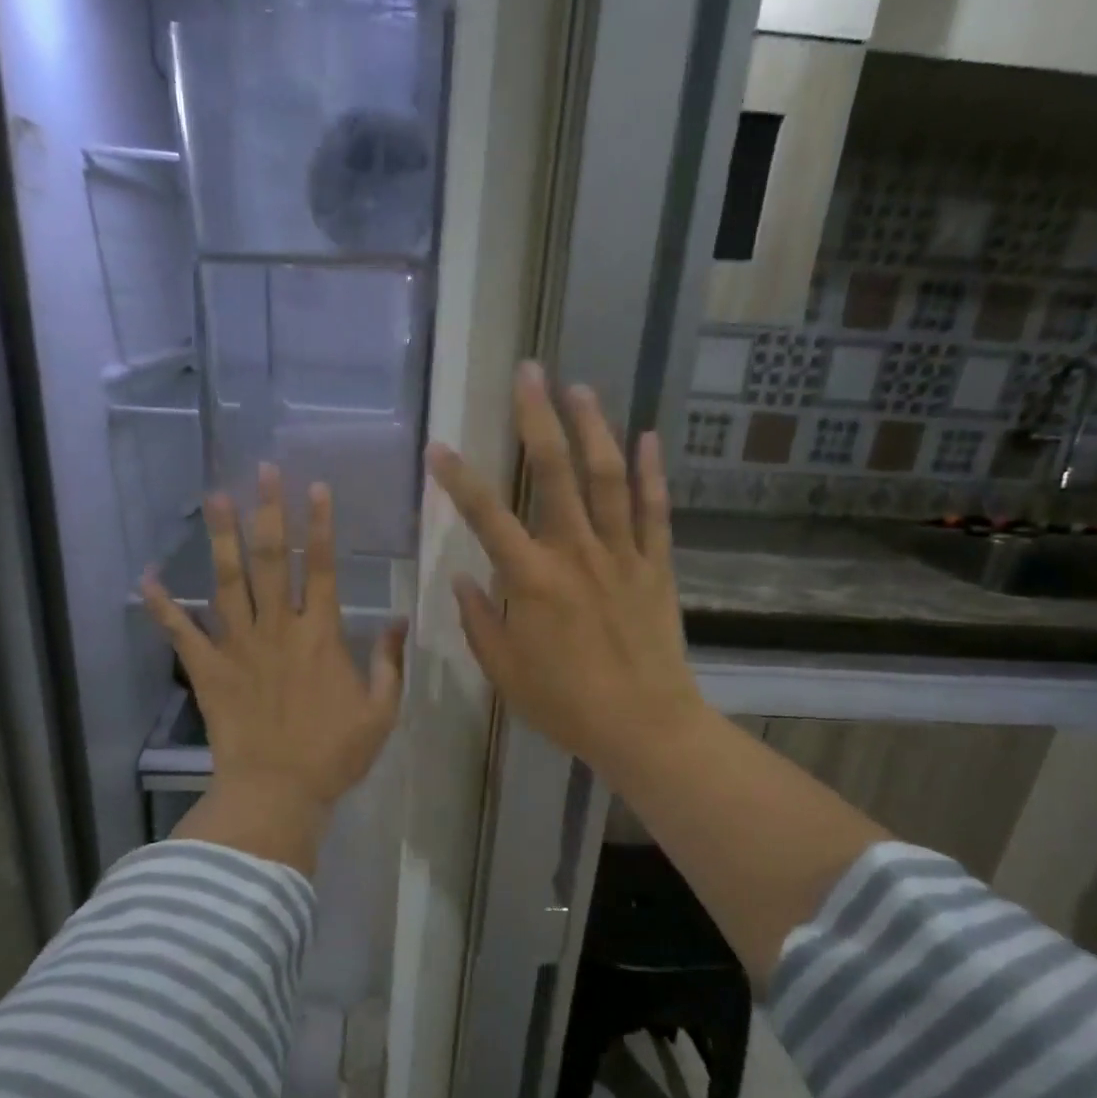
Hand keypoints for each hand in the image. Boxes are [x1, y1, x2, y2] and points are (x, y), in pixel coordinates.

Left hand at [143, 465, 406, 873]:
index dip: (320, 526)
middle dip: (270, 513)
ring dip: (223, 537)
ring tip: (217, 497)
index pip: (321, 568)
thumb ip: (389, 663)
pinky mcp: (207, 669)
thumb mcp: (381, 711)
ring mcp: (237, 645)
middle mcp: (277, 628)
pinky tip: (146, 577)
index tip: (315, 488)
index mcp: (320, 635)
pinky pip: (180, 632)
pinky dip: (162, 605)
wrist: (277, 791)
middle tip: (264, 471)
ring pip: (228, 582)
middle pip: (272, 560)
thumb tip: (398, 620)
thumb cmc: (334, 754)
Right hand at [426, 362, 708, 790]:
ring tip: (580, 389)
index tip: (440, 446)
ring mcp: (621, 555)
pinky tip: (648, 438)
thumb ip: (479, 621)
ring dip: (593, 429)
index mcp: (531, 580)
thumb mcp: (504, 671)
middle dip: (538, 419)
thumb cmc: (565, 703)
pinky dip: (652, 473)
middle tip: (529, 373)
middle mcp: (575, 553)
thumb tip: (464, 578)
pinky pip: (654, 511)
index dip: (459, 479)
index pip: (487, 516)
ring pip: (608, 479)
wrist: (643, 724)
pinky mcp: (656, 565)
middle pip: (555, 473)